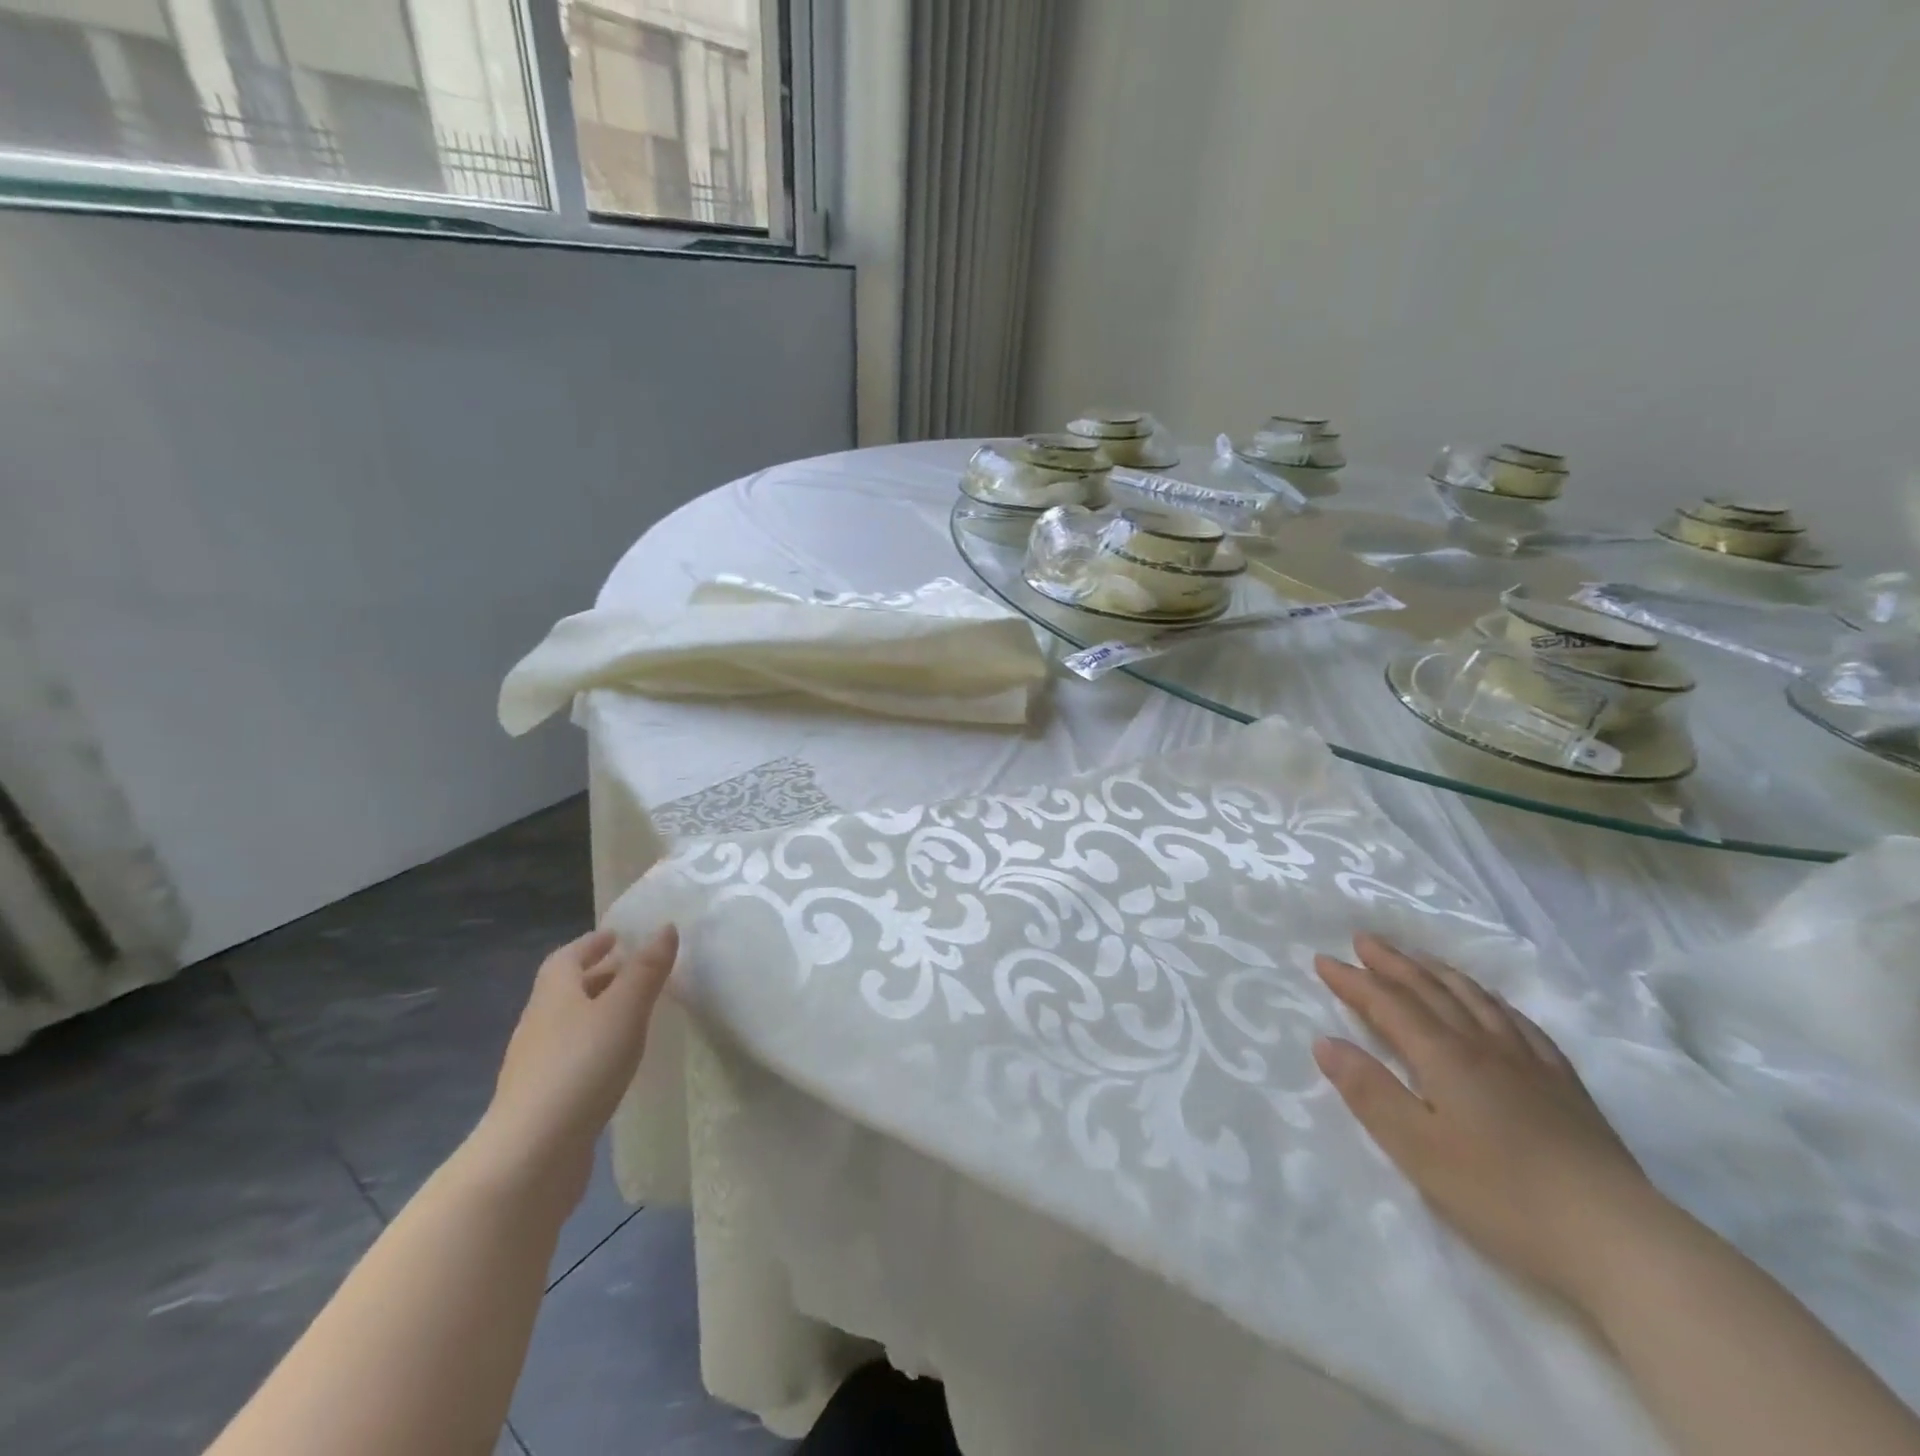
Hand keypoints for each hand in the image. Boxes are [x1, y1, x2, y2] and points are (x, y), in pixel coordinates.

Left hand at [473, 926, 677, 1209]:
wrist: (531, 1156)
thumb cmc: (580, 1067)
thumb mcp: (624, 1010)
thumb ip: (646, 970)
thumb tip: (665, 927)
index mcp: (554, 995)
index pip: (567, 957)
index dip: (591, 943)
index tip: (617, 936)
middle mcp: (539, 1024)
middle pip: (567, 990)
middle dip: (599, 975)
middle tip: (636, 970)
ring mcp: (536, 1066)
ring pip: (570, 1025)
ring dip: (598, 1012)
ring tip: (634, 1013)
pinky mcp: (544, 1102)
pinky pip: (573, 1058)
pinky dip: (595, 1047)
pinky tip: (617, 1062)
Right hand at [1313, 934, 1656, 1313]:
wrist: (1617, 1238)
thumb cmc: (1500, 1194)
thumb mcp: (1416, 1148)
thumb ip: (1368, 1091)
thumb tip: (1325, 1042)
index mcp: (1443, 1056)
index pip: (1388, 1004)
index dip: (1353, 980)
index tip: (1322, 959)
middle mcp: (1483, 1045)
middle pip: (1431, 990)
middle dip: (1393, 963)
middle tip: (1364, 939)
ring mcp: (1529, 1062)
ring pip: (1476, 999)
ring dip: (1439, 973)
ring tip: (1418, 958)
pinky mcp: (1564, 1085)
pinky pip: (1521, 1024)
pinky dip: (1493, 1002)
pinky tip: (1492, 1004)